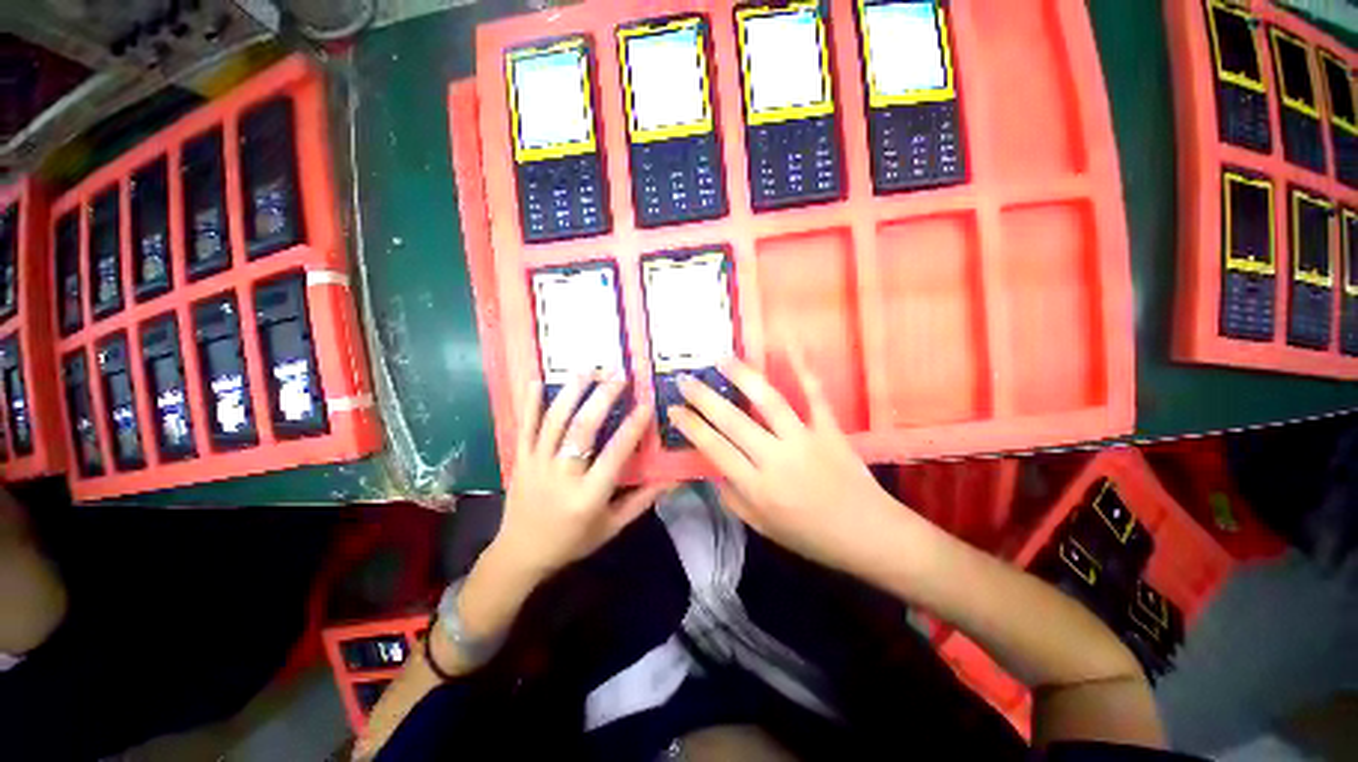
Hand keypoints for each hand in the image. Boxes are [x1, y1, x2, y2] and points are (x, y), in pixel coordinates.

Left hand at [490, 373, 668, 582]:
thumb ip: (642, 500)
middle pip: (582, 429)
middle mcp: (561, 476)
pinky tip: (537, 381)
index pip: (614, 455)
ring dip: (572, 393)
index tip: (646, 404)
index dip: (632, 428)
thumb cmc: (572, 541)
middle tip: (619, 376)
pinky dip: (529, 404)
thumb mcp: (612, 527)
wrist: (520, 555)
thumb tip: (672, 479)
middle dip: (602, 398)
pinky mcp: (519, 460)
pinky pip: (524, 428)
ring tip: (589, 369)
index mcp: (587, 496)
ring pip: (554, 422)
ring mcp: (536, 464)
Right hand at [668, 350, 906, 575]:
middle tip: (685, 379)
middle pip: (732, 422)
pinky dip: (803, 367)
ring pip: (769, 402)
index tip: (673, 408)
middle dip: (704, 398)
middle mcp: (776, 460)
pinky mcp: (829, 429)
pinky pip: (815, 394)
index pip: (714, 449)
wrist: (868, 535)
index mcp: (757, 488)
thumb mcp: (762, 527)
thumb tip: (715, 468)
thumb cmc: (810, 536)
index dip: (690, 426)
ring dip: (743, 377)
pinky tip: (791, 343)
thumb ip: (733, 497)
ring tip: (722, 359)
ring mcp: (805, 440)